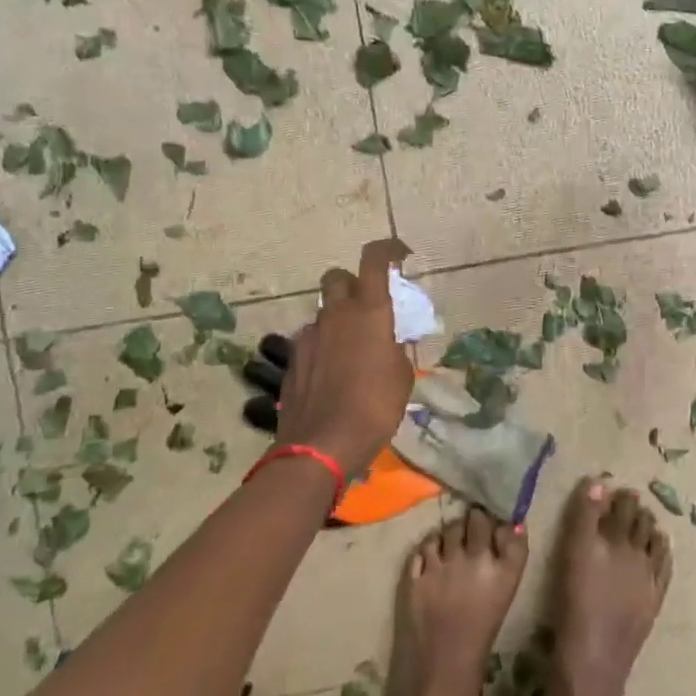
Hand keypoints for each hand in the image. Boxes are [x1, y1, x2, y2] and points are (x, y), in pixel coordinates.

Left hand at [273, 239, 415, 478]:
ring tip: (352, 349)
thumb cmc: (376, 407)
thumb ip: (394, 347)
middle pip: (338, 277)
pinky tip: (333, 373)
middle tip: (368, 306)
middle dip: (353, 283)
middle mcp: (336, 314)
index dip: (387, 250)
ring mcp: (309, 336)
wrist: (323, 445)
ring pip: (324, 312)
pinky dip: (324, 346)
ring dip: (338, 319)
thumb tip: (386, 342)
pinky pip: (311, 340)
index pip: (374, 260)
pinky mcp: (293, 360)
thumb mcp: (402, 375)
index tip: (400, 255)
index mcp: (369, 312)